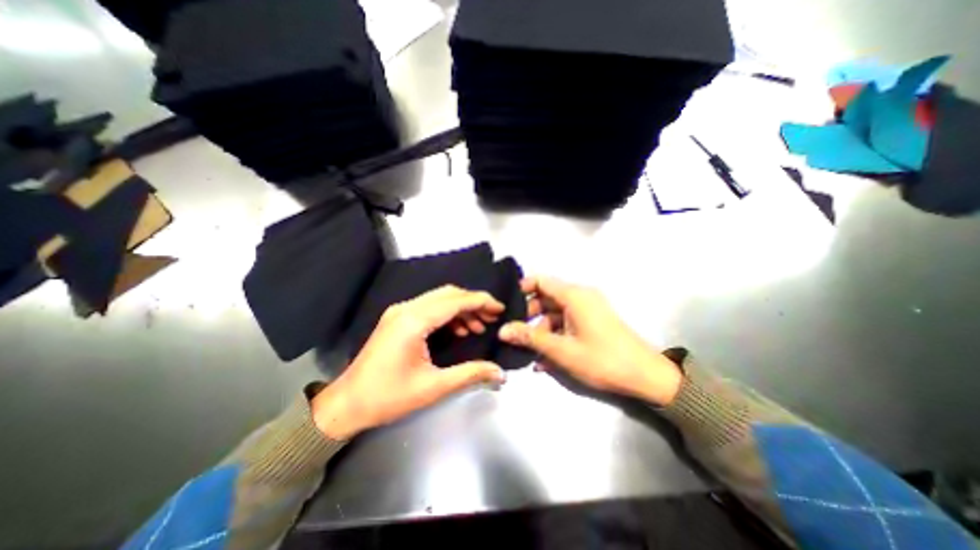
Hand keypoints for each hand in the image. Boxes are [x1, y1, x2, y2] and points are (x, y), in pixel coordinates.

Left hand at [311, 286, 505, 439]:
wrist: (346, 404)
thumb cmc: (388, 397)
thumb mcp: (433, 387)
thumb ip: (470, 374)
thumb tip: (499, 372)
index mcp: (414, 321)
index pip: (455, 301)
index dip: (480, 301)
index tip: (499, 308)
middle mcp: (406, 309)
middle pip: (448, 294)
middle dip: (473, 303)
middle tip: (492, 317)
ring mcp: (399, 311)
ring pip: (439, 299)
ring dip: (461, 308)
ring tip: (479, 326)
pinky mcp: (397, 318)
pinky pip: (429, 307)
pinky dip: (448, 314)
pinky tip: (459, 329)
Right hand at [499, 276, 682, 405]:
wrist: (646, 377)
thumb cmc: (602, 359)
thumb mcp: (561, 350)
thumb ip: (530, 338)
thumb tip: (503, 330)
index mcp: (574, 296)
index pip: (542, 281)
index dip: (523, 288)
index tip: (508, 304)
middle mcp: (581, 297)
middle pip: (547, 298)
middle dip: (529, 315)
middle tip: (515, 332)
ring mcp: (588, 310)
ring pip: (556, 313)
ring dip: (542, 331)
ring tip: (529, 351)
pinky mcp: (592, 322)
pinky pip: (567, 323)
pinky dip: (555, 336)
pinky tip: (545, 359)